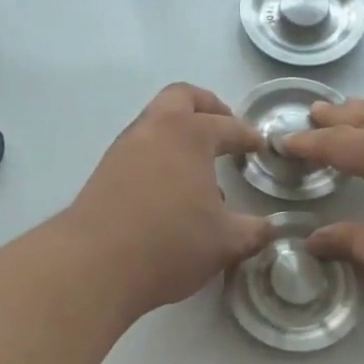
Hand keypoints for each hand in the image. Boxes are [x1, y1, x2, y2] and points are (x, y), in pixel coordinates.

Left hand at [64, 84, 271, 316]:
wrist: (95, 265)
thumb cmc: (170, 244)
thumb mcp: (225, 242)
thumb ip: (252, 231)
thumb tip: (268, 228)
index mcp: (189, 135)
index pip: (227, 126)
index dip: (247, 135)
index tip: (260, 145)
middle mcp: (153, 131)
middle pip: (181, 98)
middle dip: (207, 107)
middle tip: (224, 129)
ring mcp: (123, 150)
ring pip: (155, 125)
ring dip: (179, 137)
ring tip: (199, 173)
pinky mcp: (103, 174)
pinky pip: (139, 152)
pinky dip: (159, 159)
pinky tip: (170, 195)